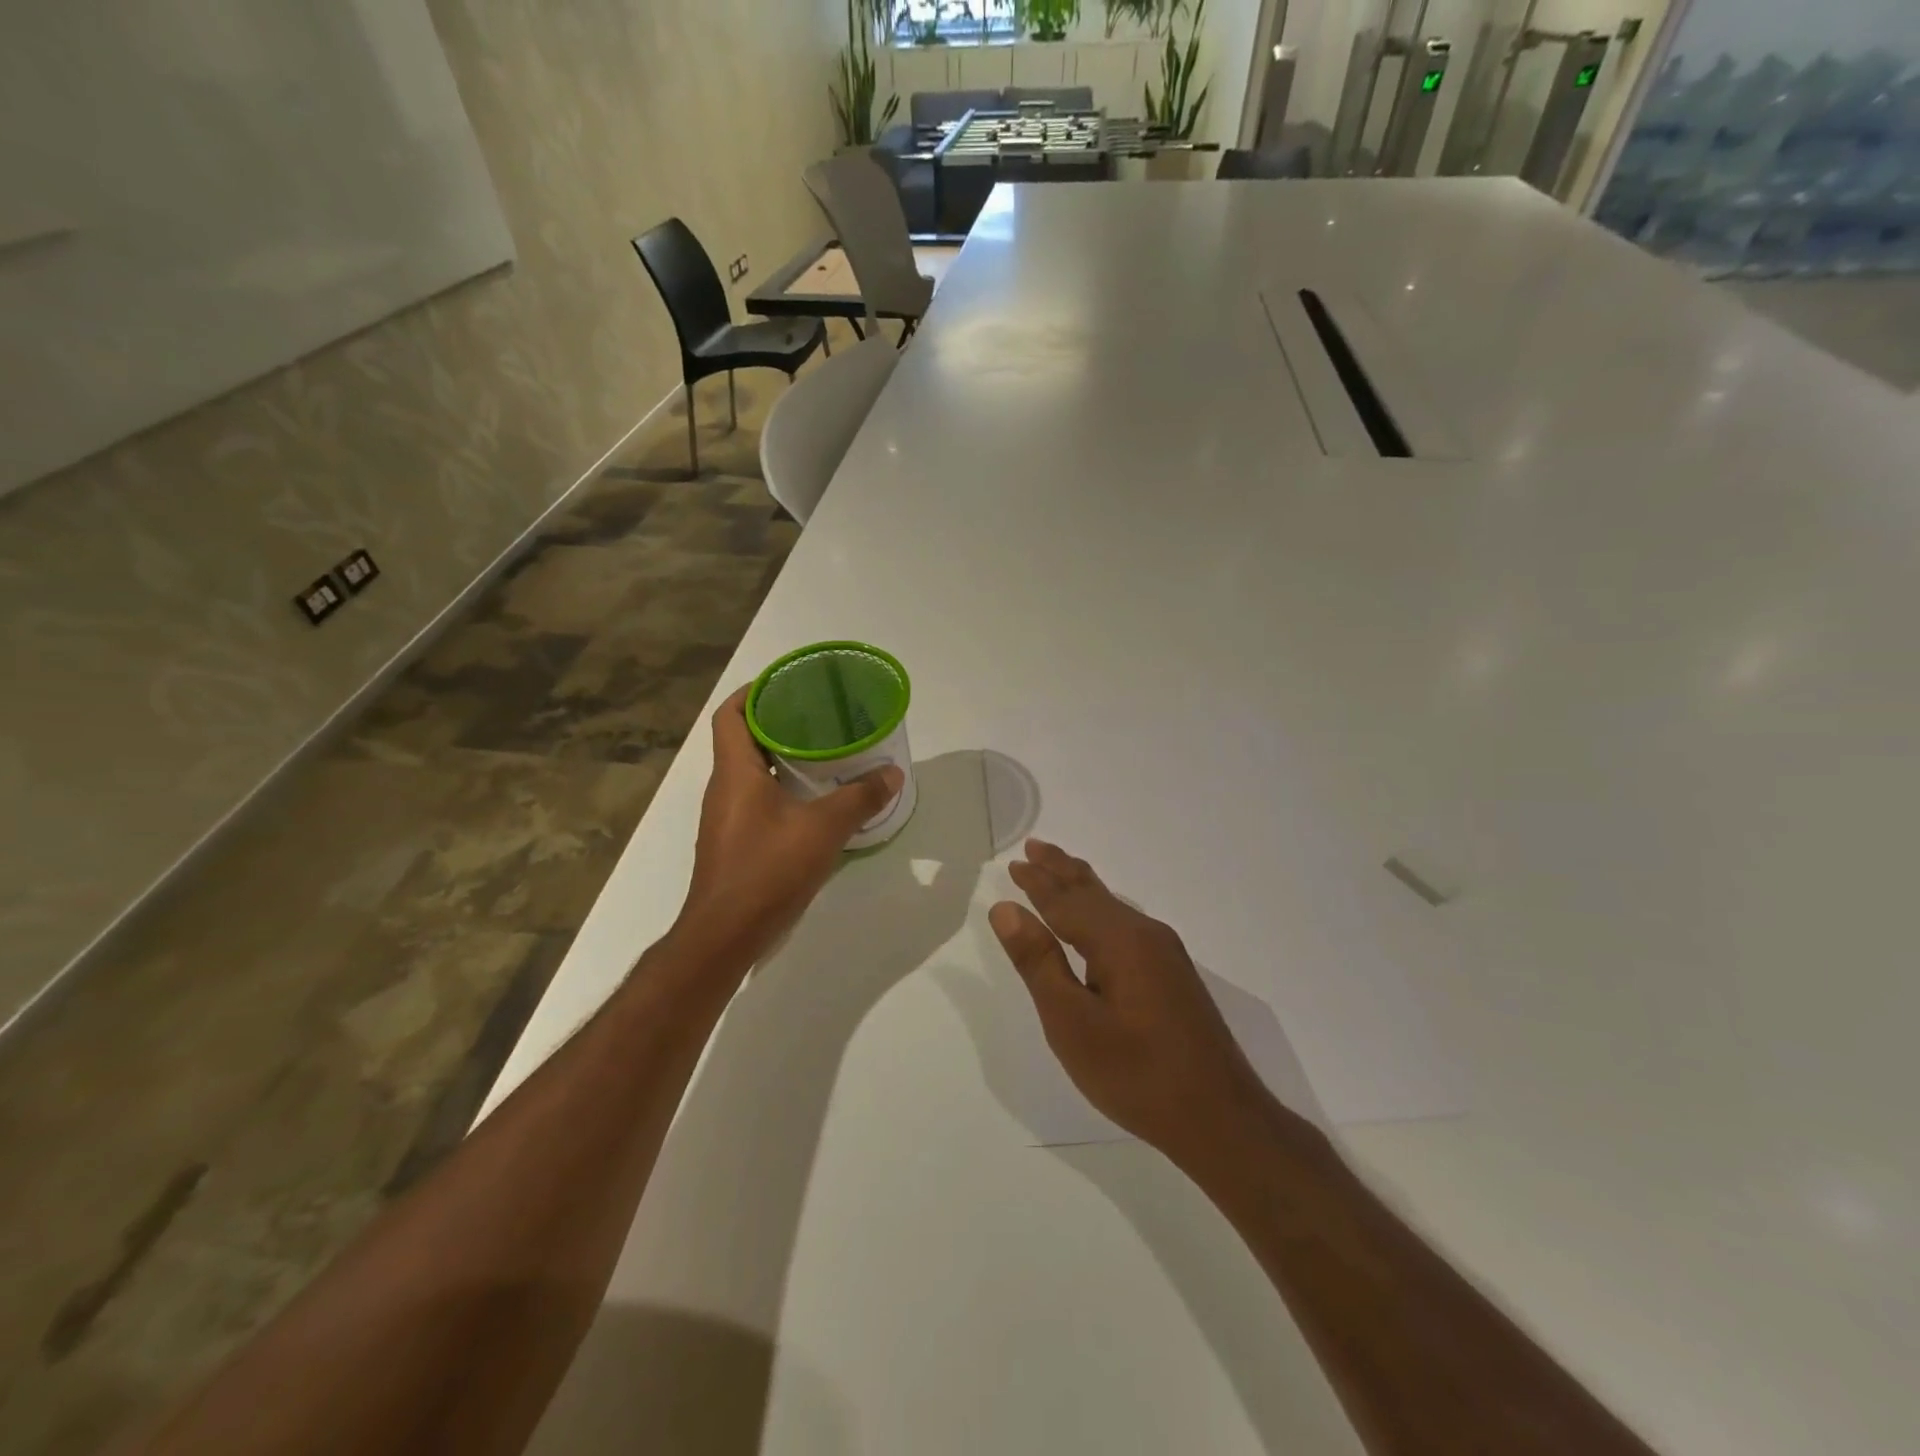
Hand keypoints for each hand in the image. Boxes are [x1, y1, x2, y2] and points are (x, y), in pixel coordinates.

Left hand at [677, 686, 902, 966]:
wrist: (725, 935)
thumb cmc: (767, 870)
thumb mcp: (823, 829)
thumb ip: (860, 798)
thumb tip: (893, 773)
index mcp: (735, 772)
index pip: (730, 715)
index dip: (753, 692)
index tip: (785, 683)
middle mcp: (724, 789)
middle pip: (743, 740)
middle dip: (777, 723)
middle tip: (818, 717)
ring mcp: (725, 819)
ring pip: (750, 773)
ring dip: (781, 759)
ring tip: (824, 754)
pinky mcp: (734, 844)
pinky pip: (756, 801)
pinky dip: (781, 791)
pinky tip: (814, 803)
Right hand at [989, 840, 1270, 1166]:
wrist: (1221, 1119)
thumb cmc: (1136, 1073)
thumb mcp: (1071, 1022)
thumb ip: (1038, 962)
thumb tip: (1006, 908)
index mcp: (1118, 940)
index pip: (1065, 899)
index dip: (1036, 881)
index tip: (1014, 862)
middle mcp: (1145, 934)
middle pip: (1093, 892)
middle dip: (1061, 869)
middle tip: (1034, 847)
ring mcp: (1165, 954)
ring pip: (1112, 907)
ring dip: (1081, 887)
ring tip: (1060, 870)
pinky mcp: (1174, 976)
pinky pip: (1126, 924)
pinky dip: (1100, 910)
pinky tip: (1099, 919)